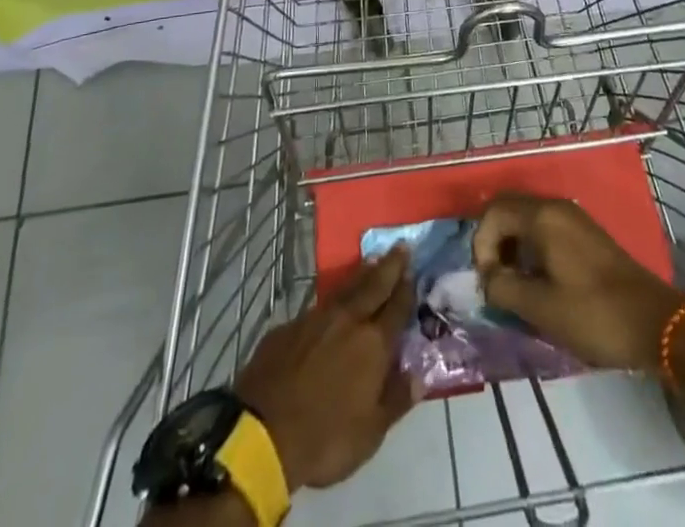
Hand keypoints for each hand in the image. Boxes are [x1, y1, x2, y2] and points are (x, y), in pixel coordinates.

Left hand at [234, 247, 418, 490]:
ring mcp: (317, 319)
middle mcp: (348, 321)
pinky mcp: (290, 326)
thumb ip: (397, 400)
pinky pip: (319, 305)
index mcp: (373, 345)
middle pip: (374, 286)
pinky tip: (334, 300)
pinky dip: (334, 296)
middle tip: (400, 246)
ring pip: (346, 288)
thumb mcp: (370, 433)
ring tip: (372, 260)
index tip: (414, 269)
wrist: (264, 432)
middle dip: (389, 266)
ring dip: (362, 273)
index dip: (407, 288)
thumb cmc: (325, 438)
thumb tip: (420, 377)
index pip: (396, 308)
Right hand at [472, 195, 684, 373]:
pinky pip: (545, 229)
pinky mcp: (585, 234)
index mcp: (543, 216)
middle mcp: (556, 207)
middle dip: (494, 241)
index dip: (481, 244)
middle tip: (494, 279)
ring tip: (513, 284)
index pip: (494, 212)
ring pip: (527, 219)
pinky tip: (537, 281)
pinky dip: (531, 248)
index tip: (488, 282)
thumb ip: (504, 287)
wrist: (655, 323)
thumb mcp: (541, 307)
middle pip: (509, 209)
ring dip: (512, 246)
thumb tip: (488, 278)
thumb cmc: (594, 314)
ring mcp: (574, 218)